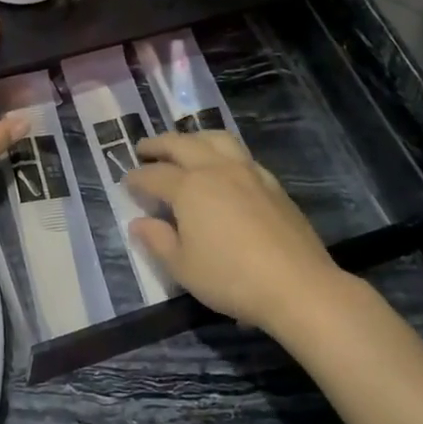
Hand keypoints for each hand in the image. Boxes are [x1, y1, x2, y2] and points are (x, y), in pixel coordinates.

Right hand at [124, 131, 346, 336]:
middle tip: (144, 149)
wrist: (297, 285)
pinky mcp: (272, 183)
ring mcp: (248, 172)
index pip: (154, 176)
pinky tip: (223, 167)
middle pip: (182, 145)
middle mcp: (217, 170)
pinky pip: (240, 154)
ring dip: (193, 138)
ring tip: (184, 146)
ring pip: (216, 139)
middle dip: (159, 145)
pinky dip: (222, 152)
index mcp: (189, 188)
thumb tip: (139, 223)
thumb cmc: (230, 278)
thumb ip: (157, 241)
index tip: (125, 183)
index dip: (136, 178)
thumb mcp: (182, 267)